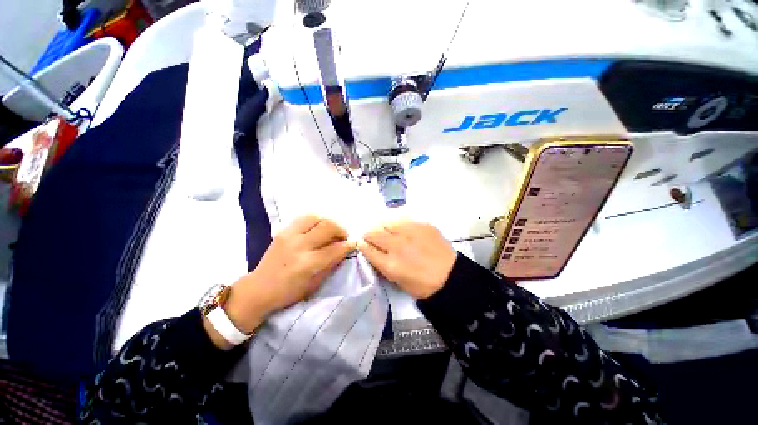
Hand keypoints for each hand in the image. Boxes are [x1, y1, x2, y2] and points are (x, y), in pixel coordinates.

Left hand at [225, 216, 352, 333]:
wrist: (258, 289)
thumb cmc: (288, 292)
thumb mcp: (315, 284)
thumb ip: (331, 264)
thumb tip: (345, 250)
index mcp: (308, 264)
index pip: (335, 249)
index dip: (348, 245)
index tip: (353, 244)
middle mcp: (299, 246)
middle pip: (328, 227)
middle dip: (341, 230)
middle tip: (344, 237)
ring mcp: (289, 235)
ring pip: (317, 218)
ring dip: (329, 222)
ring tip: (332, 230)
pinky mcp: (283, 231)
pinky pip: (304, 218)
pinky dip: (316, 220)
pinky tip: (319, 227)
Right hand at [359, 221, 456, 298]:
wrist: (450, 276)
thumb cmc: (422, 284)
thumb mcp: (397, 280)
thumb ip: (382, 264)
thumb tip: (372, 249)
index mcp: (390, 264)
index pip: (367, 248)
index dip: (363, 245)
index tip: (362, 242)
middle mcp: (397, 245)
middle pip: (374, 233)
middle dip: (369, 234)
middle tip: (372, 235)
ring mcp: (410, 233)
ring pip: (387, 223)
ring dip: (383, 227)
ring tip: (387, 231)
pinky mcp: (422, 225)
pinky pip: (403, 220)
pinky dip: (398, 224)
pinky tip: (402, 229)